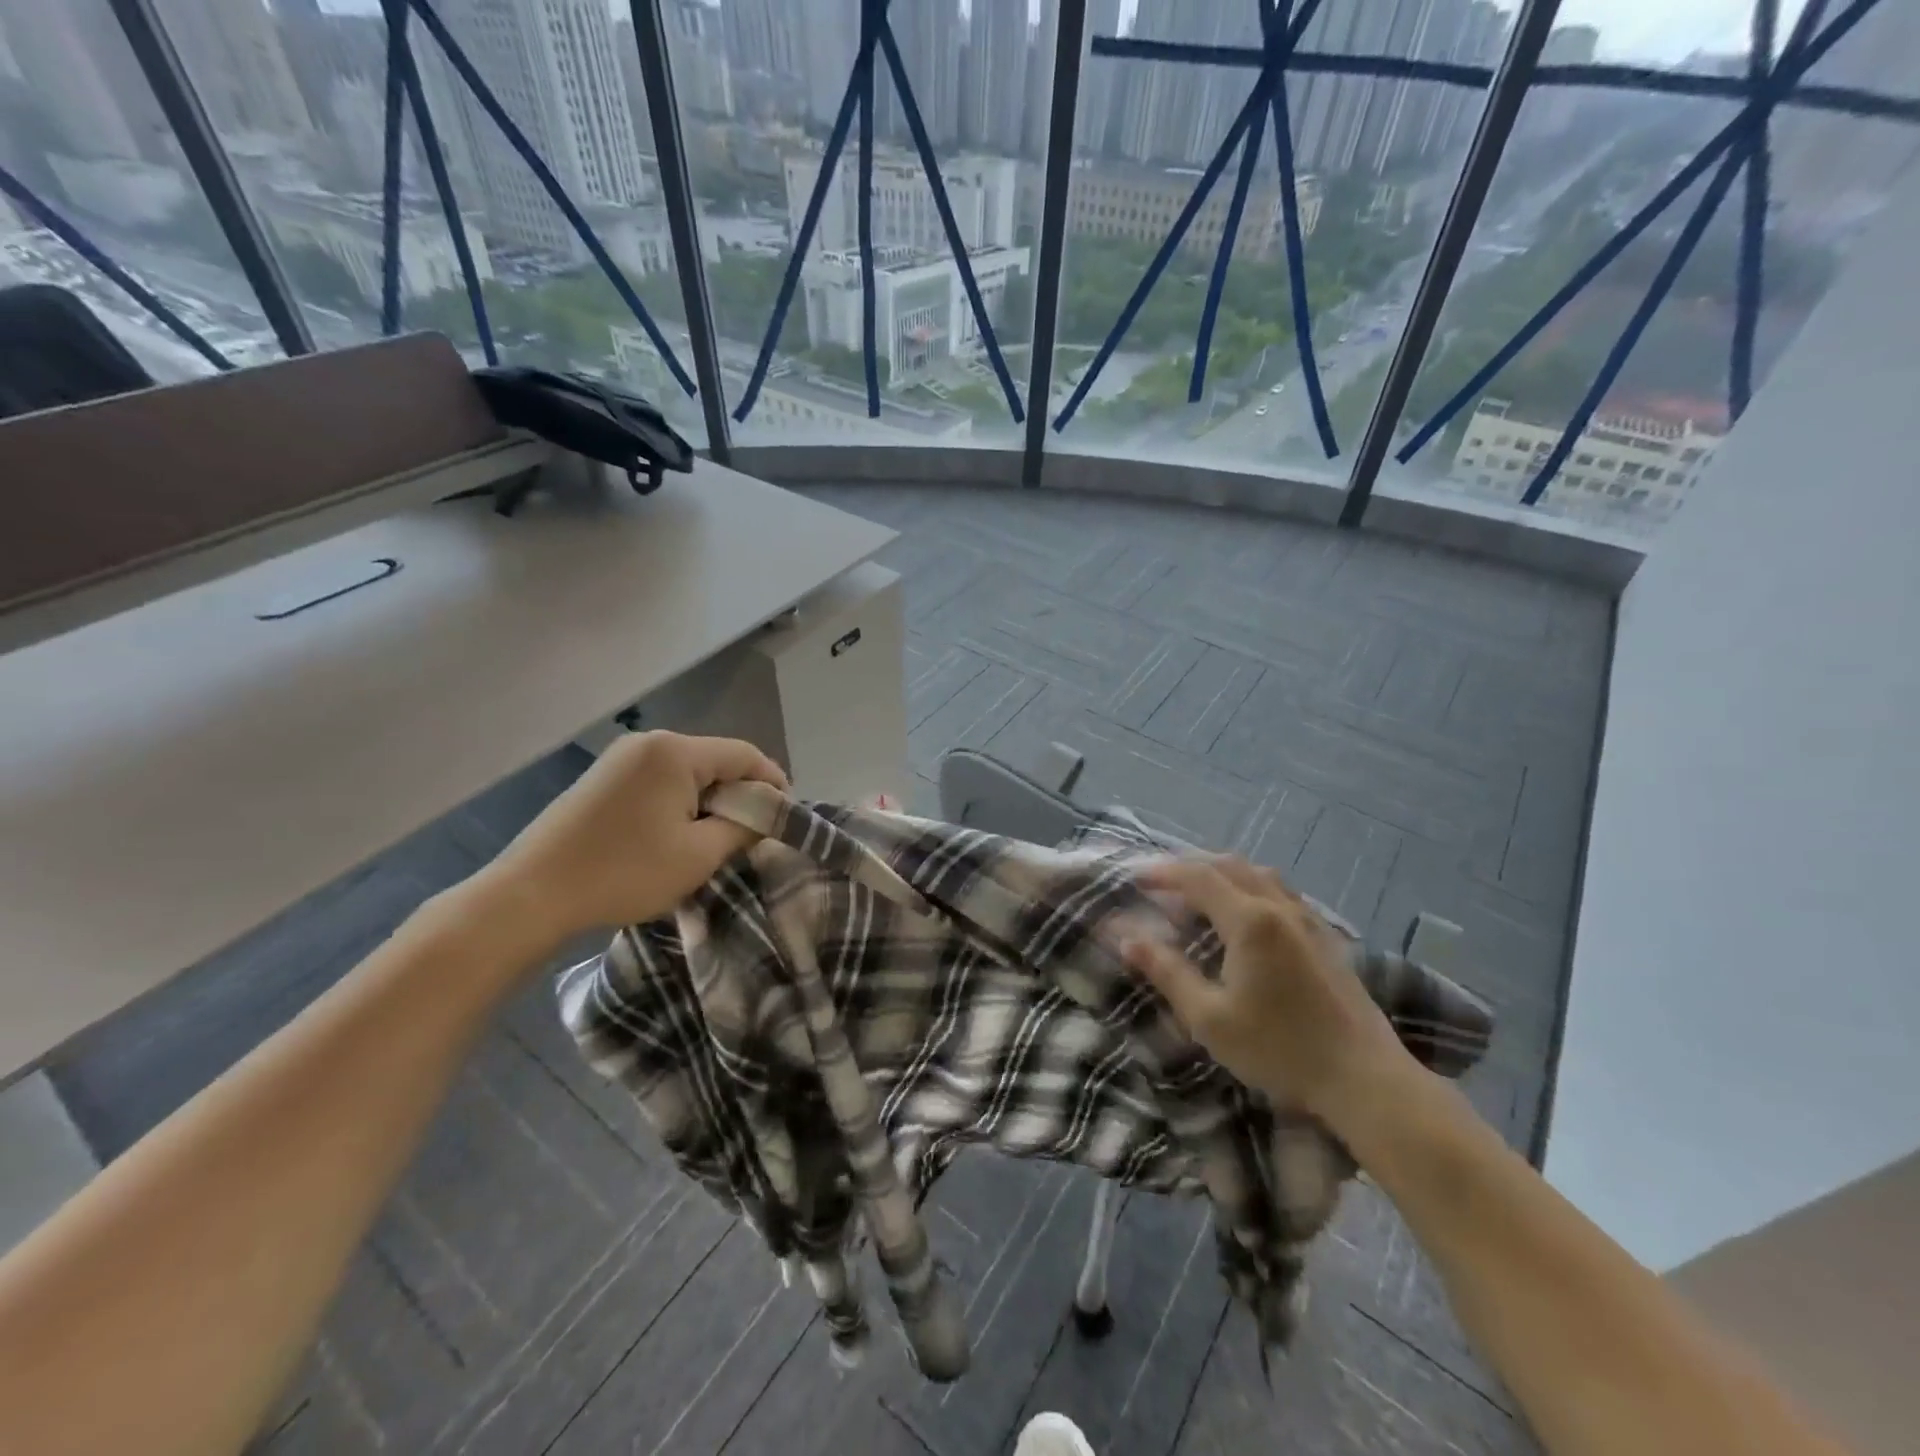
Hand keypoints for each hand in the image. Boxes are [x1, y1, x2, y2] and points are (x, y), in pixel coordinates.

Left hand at [465, 732, 785, 959]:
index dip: (773, 782)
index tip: (785, 817)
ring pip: (688, 772)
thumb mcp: (699, 855)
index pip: (745, 754)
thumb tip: (767, 814)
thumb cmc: (625, 872)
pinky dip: (680, 802)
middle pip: (716, 760)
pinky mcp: (602, 778)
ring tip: (717, 838)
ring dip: (710, 800)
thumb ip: (744, 827)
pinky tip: (677, 834)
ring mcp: (620, 758)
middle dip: (740, 794)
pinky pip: (659, 781)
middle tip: (752, 833)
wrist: (531, 894)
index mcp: (676, 752)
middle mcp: (649, 743)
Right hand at [1122, 857, 1416, 1120]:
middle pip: (1229, 866)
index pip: (1197, 877)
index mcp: (1249, 921)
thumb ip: (1167, 972)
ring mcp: (1308, 920)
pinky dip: (1250, 887)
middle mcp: (1279, 907)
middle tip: (1162, 883)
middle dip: (1190, 867)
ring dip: (1223, 873)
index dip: (1162, 873)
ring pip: (1259, 874)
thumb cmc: (1279, 1049)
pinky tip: (1245, 915)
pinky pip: (1281, 891)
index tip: (1135, 879)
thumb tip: (1128, 939)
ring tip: (1199, 893)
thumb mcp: (1209, 1017)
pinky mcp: (1326, 937)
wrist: (1365, 1079)